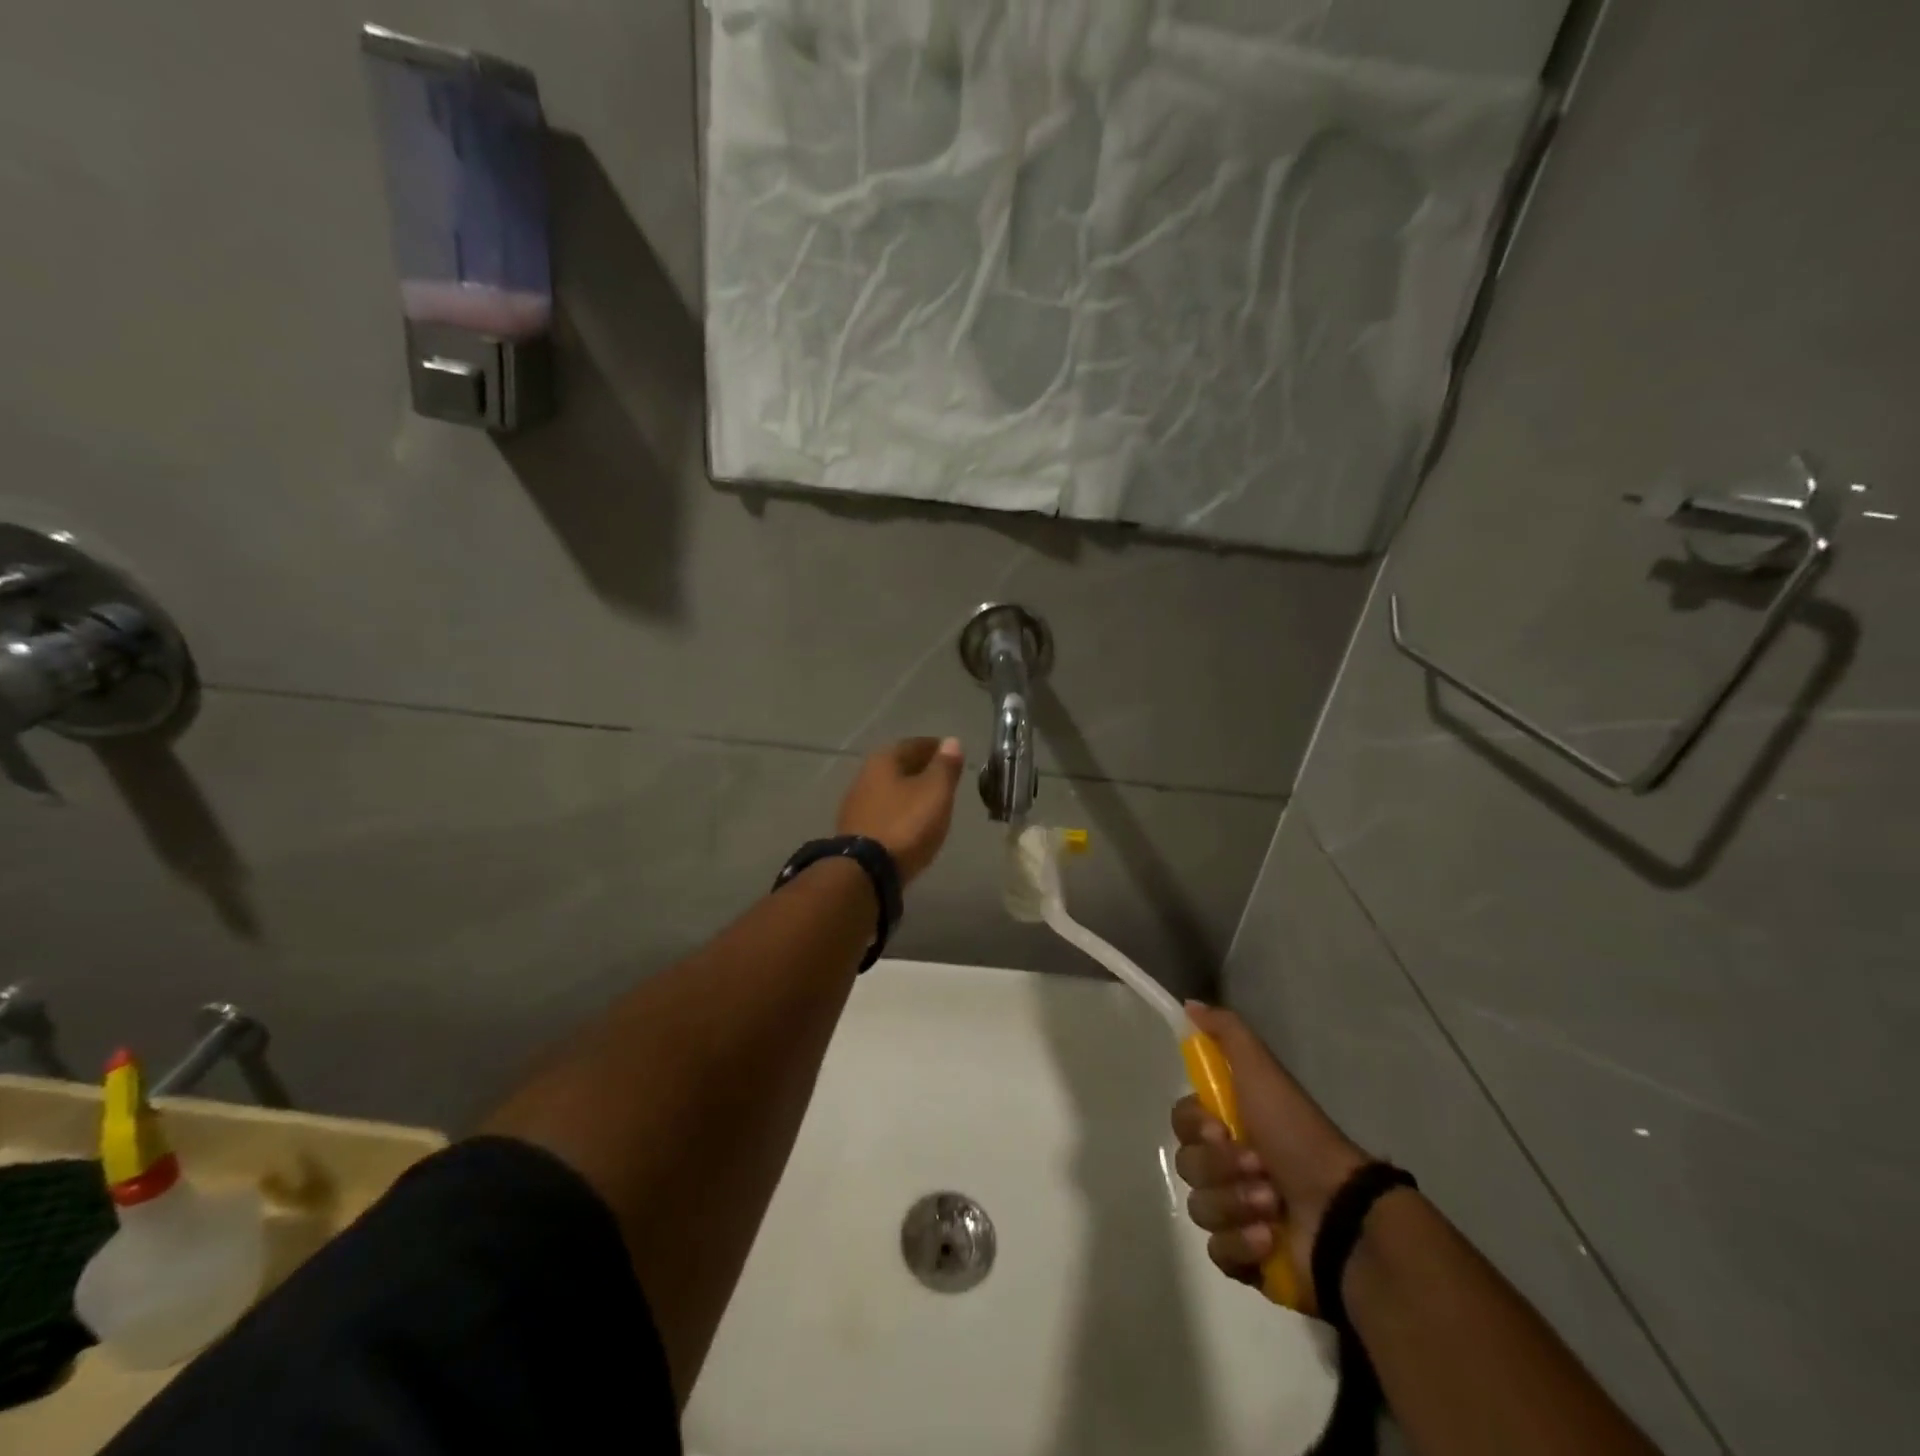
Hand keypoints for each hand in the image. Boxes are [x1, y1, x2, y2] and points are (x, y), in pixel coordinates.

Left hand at [837, 738, 964, 884]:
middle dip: (921, 769)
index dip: (936, 748)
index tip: (953, 755)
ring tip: (931, 802)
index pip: (915, 744)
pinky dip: (900, 811)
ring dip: (909, 792)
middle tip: (945, 778)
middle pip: (899, 766)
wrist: (865, 872)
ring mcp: (856, 805)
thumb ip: (945, 766)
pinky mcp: (855, 831)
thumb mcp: (935, 792)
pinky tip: (911, 823)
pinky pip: (884, 812)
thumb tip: (951, 741)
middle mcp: (865, 776)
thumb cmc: (906, 824)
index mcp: (884, 760)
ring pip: (890, 789)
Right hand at [1172, 1003, 1370, 1313]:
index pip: (1182, 1123)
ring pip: (1199, 1207)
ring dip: (1235, 1204)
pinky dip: (1241, 1244)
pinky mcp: (1247, 1259)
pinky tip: (1268, 1239)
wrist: (1342, 1214)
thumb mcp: (1264, 1072)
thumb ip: (1227, 1033)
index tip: (1222, 1128)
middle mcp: (1231, 1166)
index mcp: (1231, 1125)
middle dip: (1221, 1168)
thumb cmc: (1298, 1137)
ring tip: (1272, 1207)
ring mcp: (1238, 1213)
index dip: (1196, 1128)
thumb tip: (1188, 1004)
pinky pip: (1217, 1251)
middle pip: (1188, 1164)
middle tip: (1258, 1168)